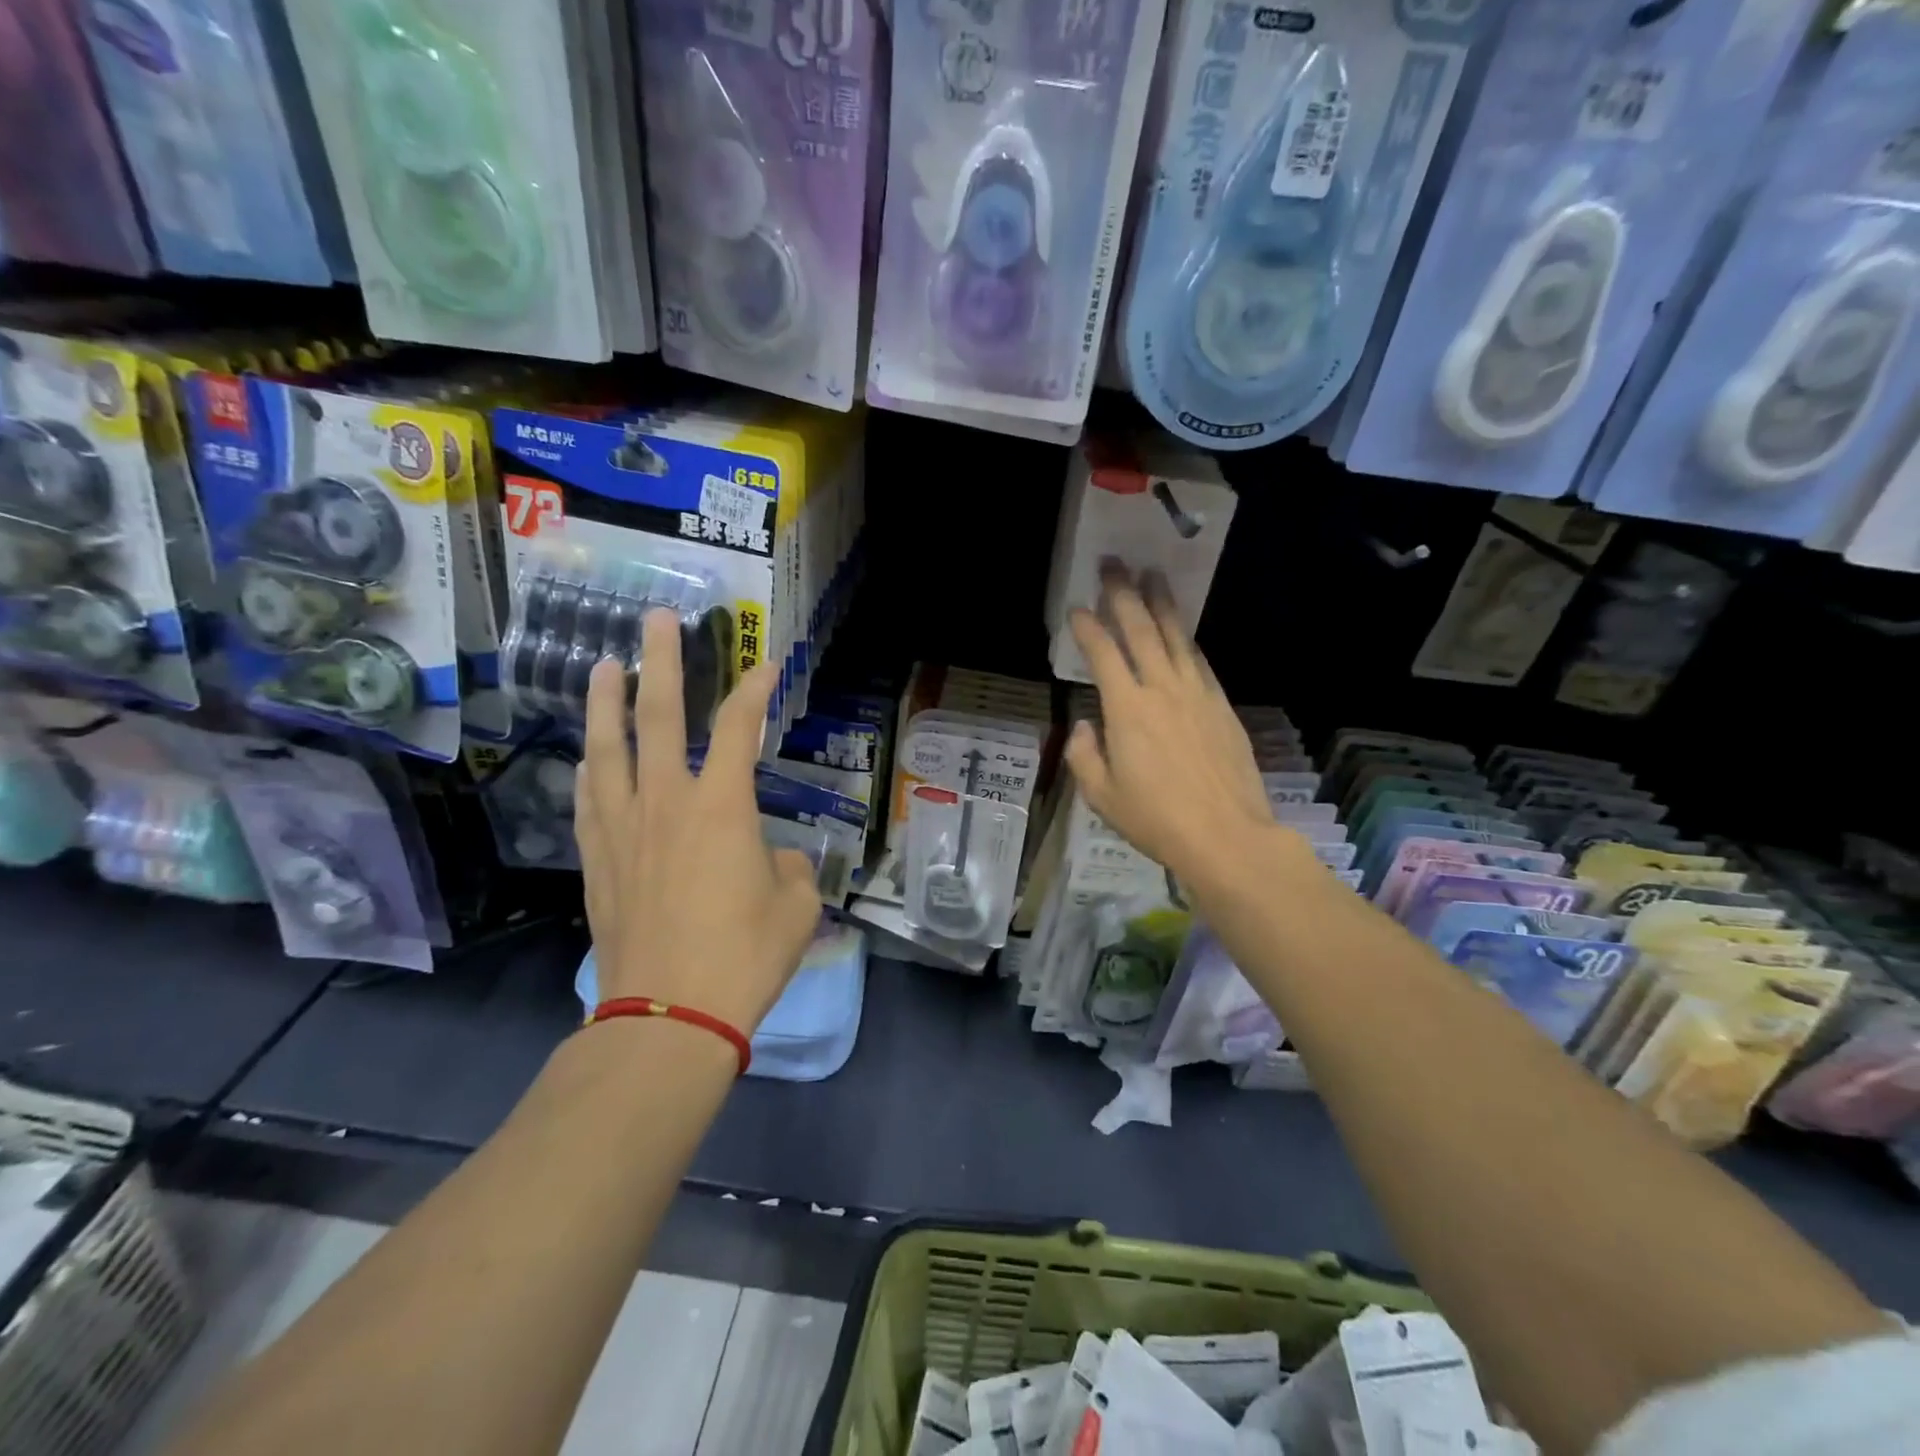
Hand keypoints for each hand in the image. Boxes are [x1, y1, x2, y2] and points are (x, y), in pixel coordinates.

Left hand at [574, 610, 821, 1033]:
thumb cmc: (745, 957)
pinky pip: (589, 799)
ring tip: (602, 667)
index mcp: (722, 807)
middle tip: (655, 621)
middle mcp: (667, 803)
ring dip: (605, 703)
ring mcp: (623, 829)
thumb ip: (785, 869)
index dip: (756, 689)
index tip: (767, 664)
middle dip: (661, 663)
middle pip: (659, 717)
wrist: (671, 1014)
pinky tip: (588, 756)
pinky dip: (590, 768)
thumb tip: (768, 861)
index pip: (741, 729)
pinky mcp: (598, 860)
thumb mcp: (796, 907)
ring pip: (608, 749)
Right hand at [1065, 565, 1280, 892]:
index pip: (1103, 654)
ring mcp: (1197, 694)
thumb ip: (1084, 755)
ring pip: (1175, 637)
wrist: (1227, 835)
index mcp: (1127, 709)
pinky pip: (1199, 661)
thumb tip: (1085, 726)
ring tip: (1152, 576)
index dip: (1088, 627)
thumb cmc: (1156, 819)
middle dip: (1124, 594)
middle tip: (1114, 564)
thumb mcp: (1102, 796)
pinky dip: (1185, 639)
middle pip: (1141, 630)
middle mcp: (1162, 689)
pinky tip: (1181, 630)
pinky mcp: (1222, 705)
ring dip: (1161, 604)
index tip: (1077, 607)